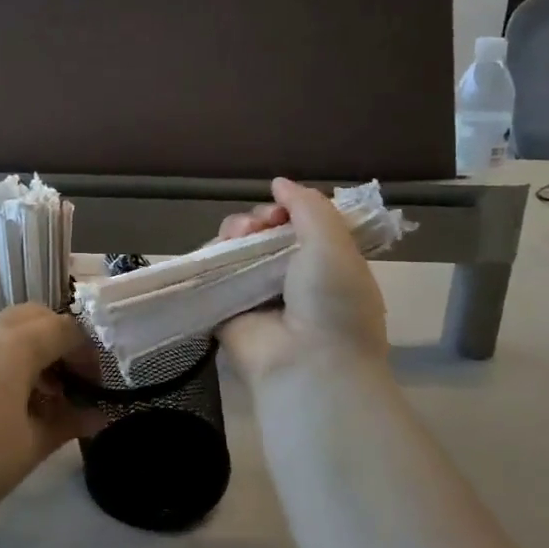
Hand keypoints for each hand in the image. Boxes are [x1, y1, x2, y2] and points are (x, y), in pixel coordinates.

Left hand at [0, 305, 98, 533]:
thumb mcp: (32, 446)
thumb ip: (69, 423)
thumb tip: (100, 414)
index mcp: (16, 345)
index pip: (66, 328)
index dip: (90, 352)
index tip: (99, 385)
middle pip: (35, 316)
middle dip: (61, 340)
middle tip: (73, 380)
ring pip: (8, 330)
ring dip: (34, 351)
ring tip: (43, 398)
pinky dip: (8, 361)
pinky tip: (8, 406)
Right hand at [215, 177, 390, 385]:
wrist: (306, 364)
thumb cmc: (333, 302)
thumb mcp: (335, 243)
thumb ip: (308, 206)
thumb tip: (279, 183)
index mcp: (327, 265)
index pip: (301, 225)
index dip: (290, 210)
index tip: (284, 211)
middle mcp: (291, 277)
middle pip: (265, 231)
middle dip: (259, 218)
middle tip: (259, 225)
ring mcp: (256, 291)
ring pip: (237, 246)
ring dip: (237, 230)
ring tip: (240, 236)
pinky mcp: (226, 305)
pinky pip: (213, 269)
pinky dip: (213, 252)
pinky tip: (220, 249)